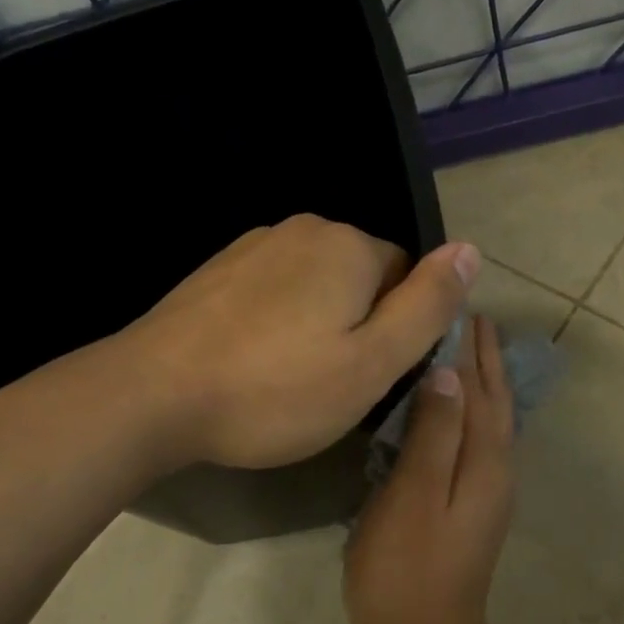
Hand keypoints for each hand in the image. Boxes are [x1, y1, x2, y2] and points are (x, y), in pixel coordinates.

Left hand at [122, 214, 478, 469]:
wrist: (153, 394)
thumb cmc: (275, 389)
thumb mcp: (371, 363)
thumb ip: (427, 306)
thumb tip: (471, 249)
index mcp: (349, 246)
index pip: (407, 277)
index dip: (398, 332)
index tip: (368, 376)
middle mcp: (304, 229)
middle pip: (361, 278)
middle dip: (358, 324)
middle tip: (329, 384)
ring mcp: (255, 244)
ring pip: (316, 285)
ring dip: (316, 324)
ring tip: (287, 378)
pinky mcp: (218, 268)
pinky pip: (274, 290)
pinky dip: (276, 321)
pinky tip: (252, 361)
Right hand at [346, 316, 516, 623]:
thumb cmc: (407, 571)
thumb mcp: (412, 496)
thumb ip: (433, 434)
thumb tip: (448, 374)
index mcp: (483, 461)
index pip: (478, 388)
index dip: (469, 347)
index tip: (460, 305)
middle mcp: (496, 470)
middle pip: (494, 401)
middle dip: (484, 357)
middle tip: (470, 315)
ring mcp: (488, 492)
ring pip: (491, 420)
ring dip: (483, 381)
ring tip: (467, 349)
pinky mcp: (473, 508)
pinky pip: (480, 441)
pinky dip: (474, 412)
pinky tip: (458, 410)